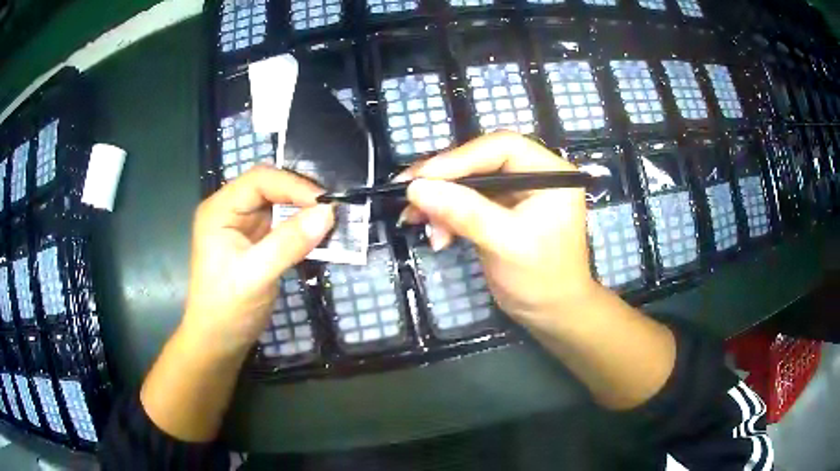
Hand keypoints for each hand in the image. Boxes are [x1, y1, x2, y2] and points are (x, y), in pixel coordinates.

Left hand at [181, 166, 334, 359]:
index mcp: (220, 210)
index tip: (325, 204)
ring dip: (305, 211)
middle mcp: (231, 210)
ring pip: (279, 204)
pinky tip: (320, 235)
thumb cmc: (227, 309)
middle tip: (332, 210)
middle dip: (301, 195)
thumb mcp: (256, 275)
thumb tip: (328, 212)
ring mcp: (244, 226)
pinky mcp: (257, 241)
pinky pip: (283, 224)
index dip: (293, 185)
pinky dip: (302, 228)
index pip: (260, 180)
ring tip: (332, 221)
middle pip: (270, 186)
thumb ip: (290, 242)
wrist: (218, 342)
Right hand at [397, 131, 597, 326]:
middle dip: (443, 180)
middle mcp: (533, 174)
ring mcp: (516, 192)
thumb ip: (464, 213)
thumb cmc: (541, 278)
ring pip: (469, 181)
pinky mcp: (500, 210)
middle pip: (480, 161)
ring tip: (414, 219)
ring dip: (440, 200)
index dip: (460, 157)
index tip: (423, 177)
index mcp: (549, 173)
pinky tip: (436, 234)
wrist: (551, 314)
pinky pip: (467, 201)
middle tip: (407, 194)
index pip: (501, 147)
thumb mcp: (506, 243)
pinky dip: (446, 215)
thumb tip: (417, 188)